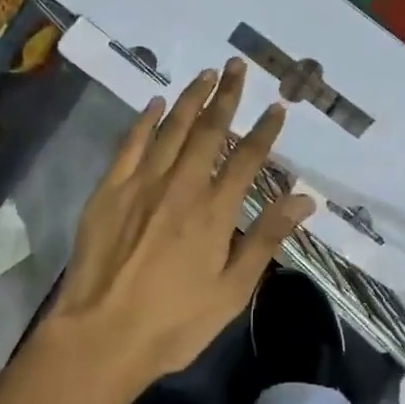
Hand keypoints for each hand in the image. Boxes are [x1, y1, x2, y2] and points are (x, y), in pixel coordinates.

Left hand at [49, 59, 315, 393]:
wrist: (100, 336)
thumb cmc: (173, 322)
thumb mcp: (232, 291)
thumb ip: (266, 239)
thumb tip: (304, 199)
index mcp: (214, 211)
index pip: (247, 159)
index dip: (264, 131)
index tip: (277, 106)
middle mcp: (181, 186)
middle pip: (210, 131)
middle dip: (227, 96)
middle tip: (237, 67)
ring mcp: (142, 184)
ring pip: (172, 129)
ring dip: (192, 98)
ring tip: (206, 73)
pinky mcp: (110, 189)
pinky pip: (131, 144)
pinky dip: (146, 120)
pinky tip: (156, 102)